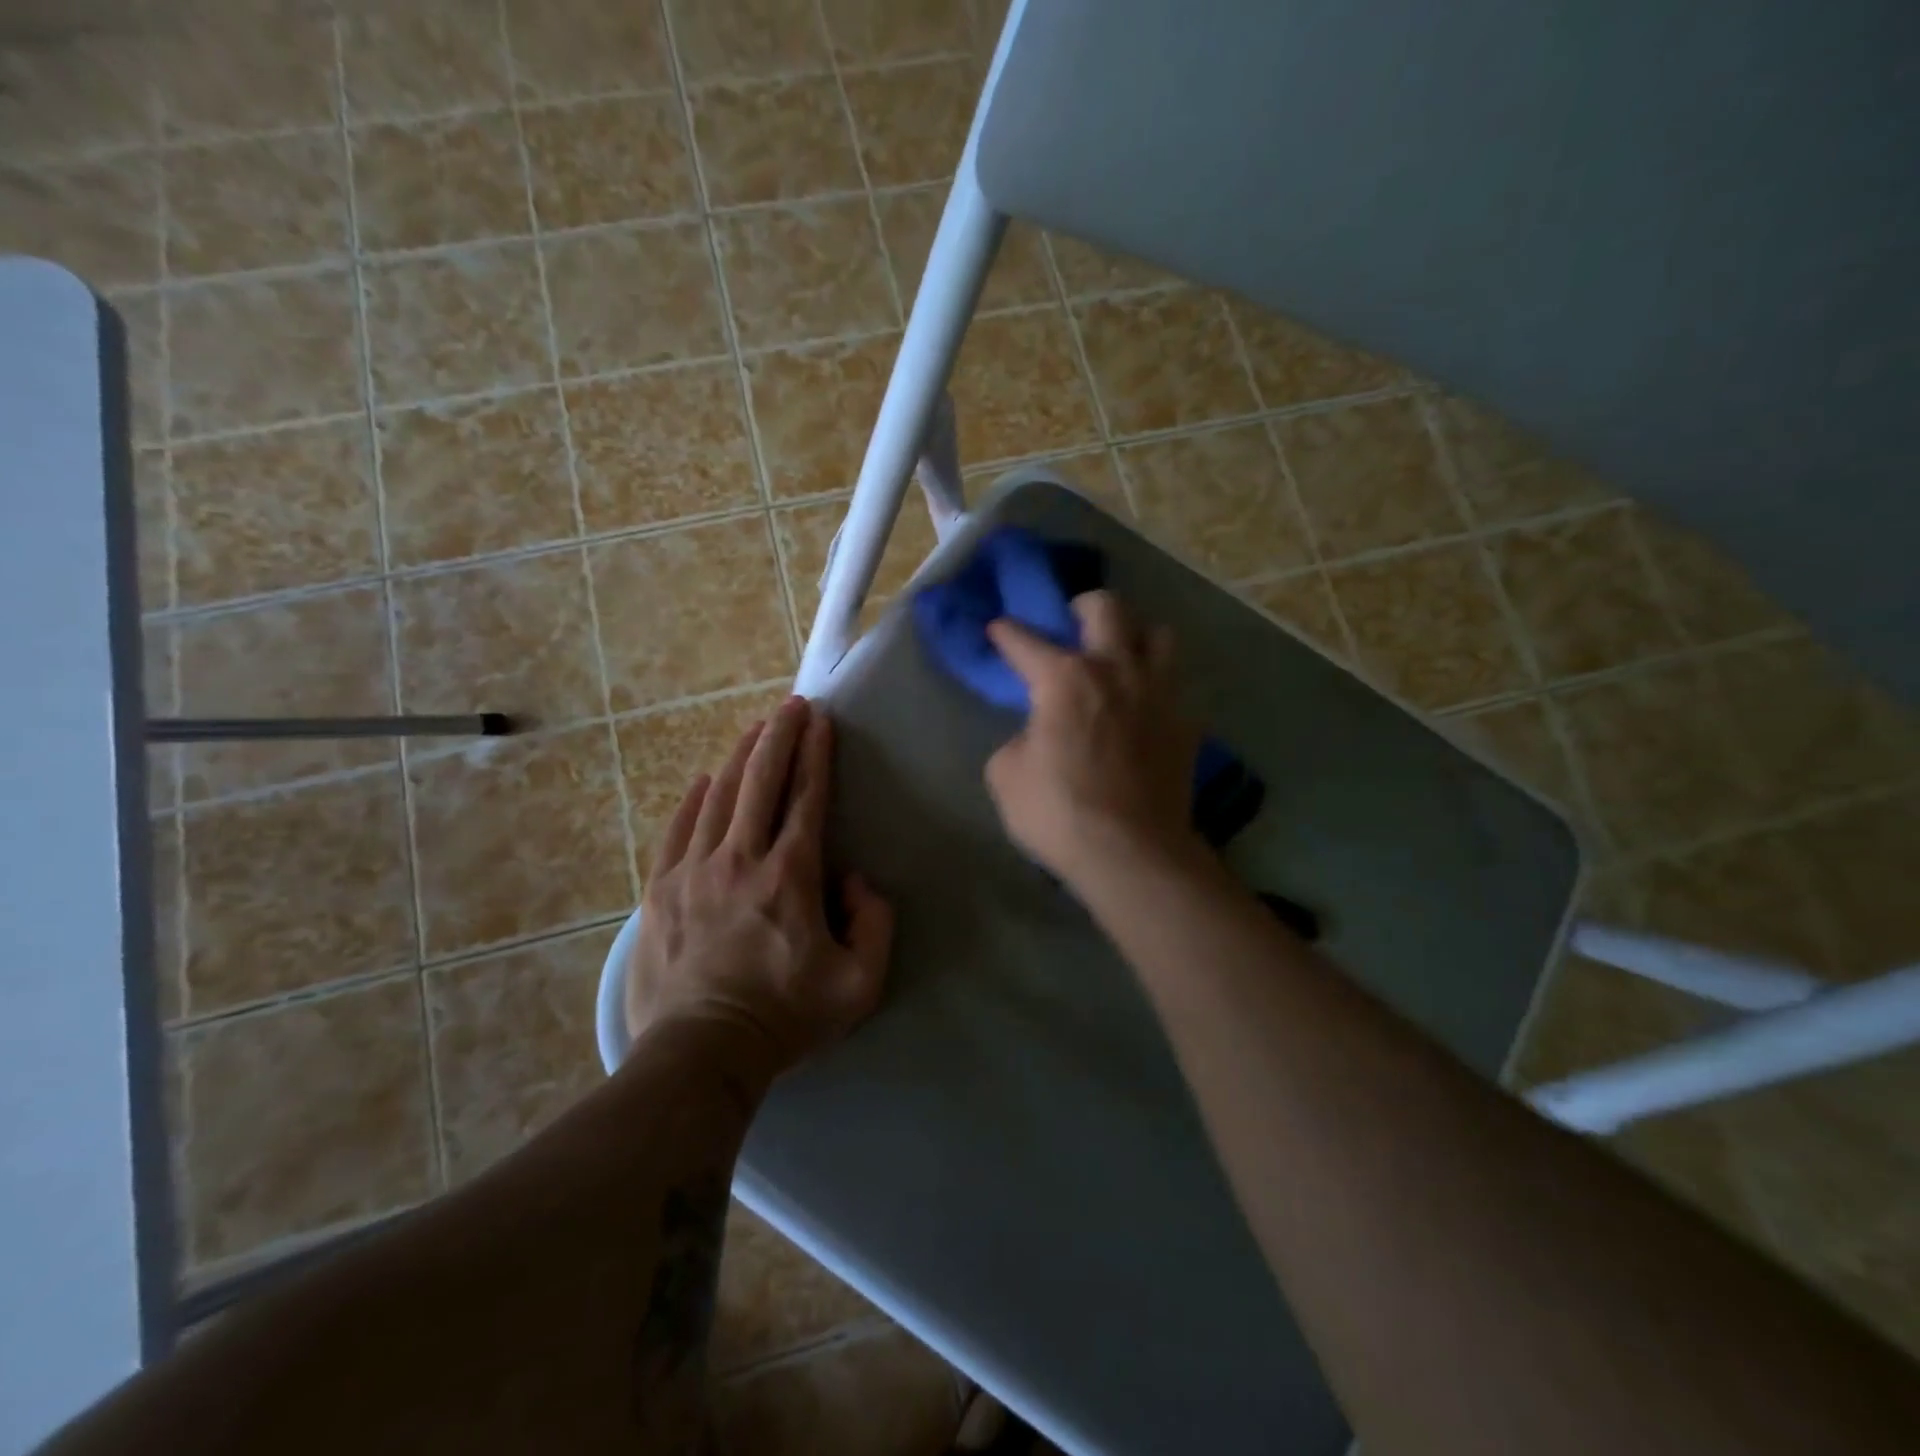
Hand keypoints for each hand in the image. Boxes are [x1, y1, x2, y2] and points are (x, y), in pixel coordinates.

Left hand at [623, 696, 893, 1074]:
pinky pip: (678, 829)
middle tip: (791, 705)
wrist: (701, 1055)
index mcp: (791, 876)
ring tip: (754, 729)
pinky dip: (694, 800)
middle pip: (761, 781)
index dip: (817, 754)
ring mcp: (694, 871)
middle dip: (779, 737)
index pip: (807, 798)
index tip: (821, 721)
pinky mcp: (660, 890)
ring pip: (719, 797)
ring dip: (740, 758)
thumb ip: (875, 923)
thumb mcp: (860, 984)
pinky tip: (704, 781)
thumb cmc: (786, 1018)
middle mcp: (741, 859)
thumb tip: (854, 879)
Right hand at [984, 591, 1201, 884]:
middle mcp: (1116, 670)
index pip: (1026, 641)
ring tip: (1121, 656)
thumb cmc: (1058, 812)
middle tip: (1073, 621)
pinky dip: (1157, 688)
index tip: (999, 628)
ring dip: (1136, 636)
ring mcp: (1158, 694)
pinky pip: (1175, 687)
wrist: (1131, 853)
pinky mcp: (1185, 724)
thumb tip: (1036, 736)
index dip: (1007, 633)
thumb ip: (1017, 741)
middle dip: (1084, 605)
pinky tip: (1144, 708)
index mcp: (1065, 677)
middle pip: (1108, 608)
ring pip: (1159, 635)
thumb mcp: (1006, 775)